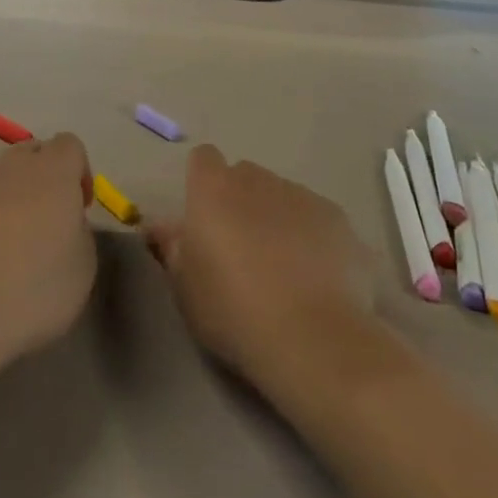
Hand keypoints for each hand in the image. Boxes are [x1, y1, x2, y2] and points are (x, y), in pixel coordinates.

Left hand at [0, 134, 96, 370]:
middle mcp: (13, 168)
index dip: (80, 172)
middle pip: (32, 152)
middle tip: (50, 217)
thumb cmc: (33, 288)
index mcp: (53, 172)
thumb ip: (79, 231)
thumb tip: (64, 223)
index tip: (80, 208)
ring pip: (0, 175)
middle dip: (44, 176)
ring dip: (12, 194)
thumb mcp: (83, 266)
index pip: (70, 145)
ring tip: (15, 236)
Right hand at [145, 145, 372, 384]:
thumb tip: (158, 226)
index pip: (203, 159)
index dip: (203, 183)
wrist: (314, 338)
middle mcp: (257, 180)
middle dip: (241, 202)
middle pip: (245, 176)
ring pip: (283, 196)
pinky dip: (314, 239)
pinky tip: (318, 281)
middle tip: (241, 250)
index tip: (204, 219)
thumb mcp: (185, 288)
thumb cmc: (233, 310)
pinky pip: (318, 220)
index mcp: (213, 189)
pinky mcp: (339, 220)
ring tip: (284, 271)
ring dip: (278, 219)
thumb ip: (171, 247)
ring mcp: (303, 196)